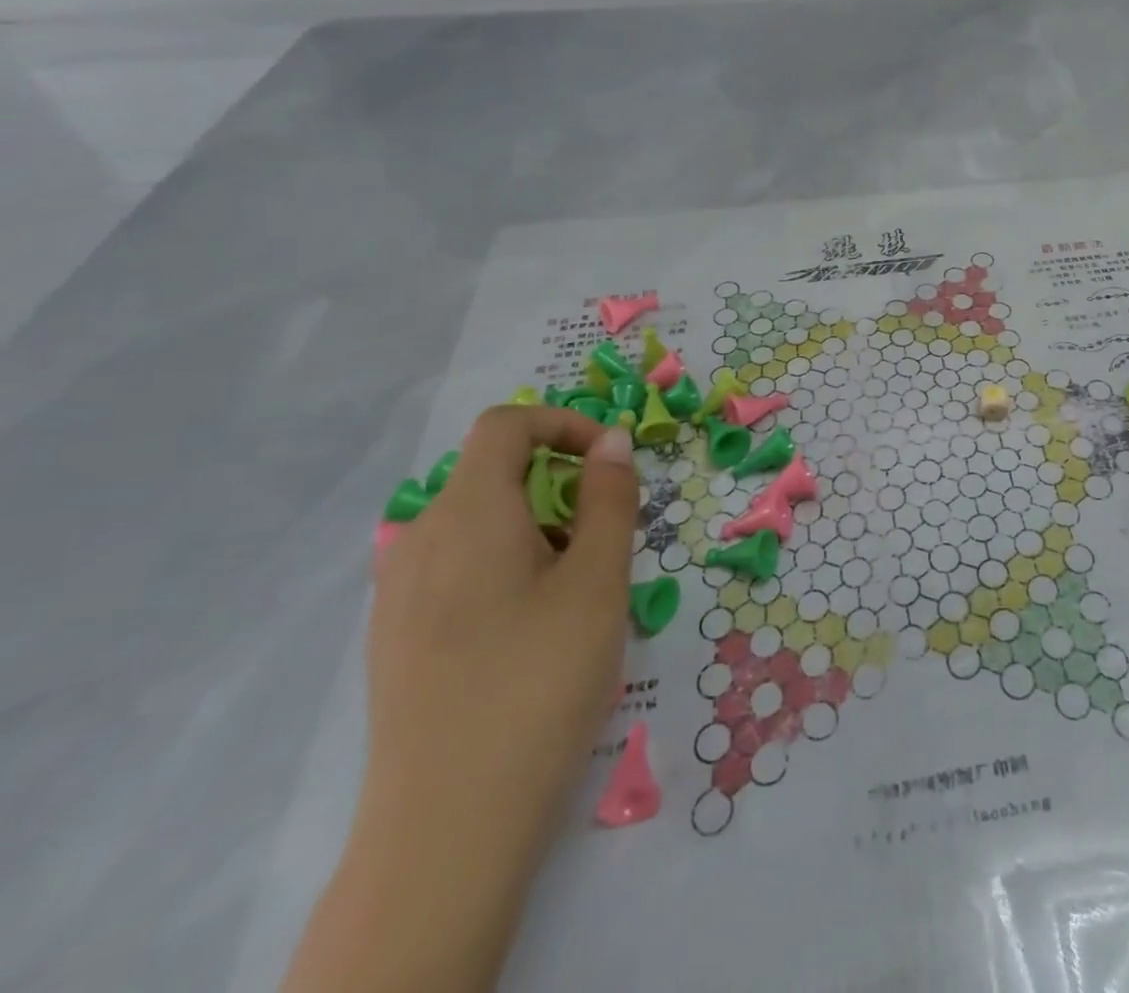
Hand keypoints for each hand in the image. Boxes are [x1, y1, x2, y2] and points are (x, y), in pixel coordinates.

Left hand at [360, 406, 639, 889]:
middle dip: (560, 486)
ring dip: (537, 528)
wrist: (447, 826)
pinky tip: (528, 631)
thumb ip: (609, 498)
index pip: (506, 424)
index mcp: (467, 512)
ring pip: (478, 522)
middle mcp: (419, 538)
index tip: (611, 462)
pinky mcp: (396, 636)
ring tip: (575, 593)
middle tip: (605, 543)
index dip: (564, 424)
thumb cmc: (540, 681)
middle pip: (493, 473)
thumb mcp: (599, 580)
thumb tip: (611, 441)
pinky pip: (456, 566)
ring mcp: (398, 591)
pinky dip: (505, 564)